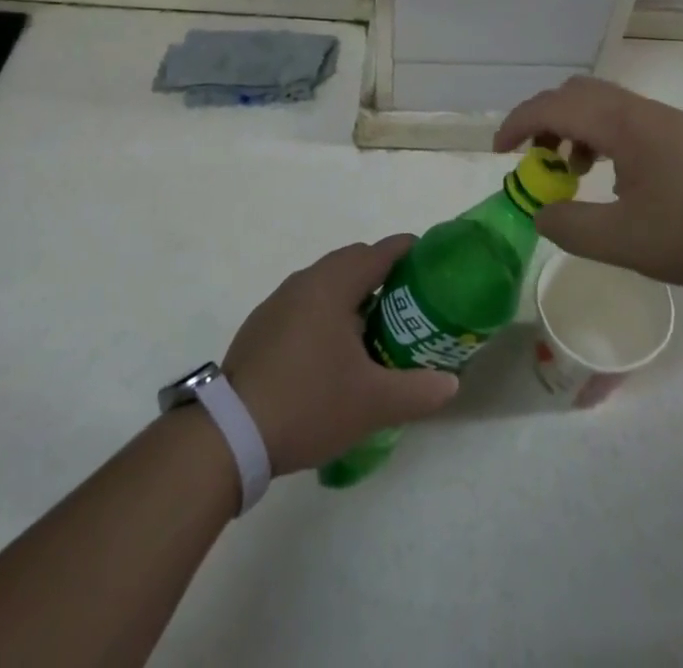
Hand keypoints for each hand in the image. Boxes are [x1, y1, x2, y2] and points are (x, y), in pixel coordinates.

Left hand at [222, 237, 459, 474]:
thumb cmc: (309, 402)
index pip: (379, 252)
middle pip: (352, 261)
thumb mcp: (373, 403)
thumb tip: (451, 383)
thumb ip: (418, 390)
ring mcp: (279, 301)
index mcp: (333, 285)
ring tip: (376, 327)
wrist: (232, 432)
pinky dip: (328, 311)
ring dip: (353, 294)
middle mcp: (305, 281)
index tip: (429, 261)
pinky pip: (306, 303)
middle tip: (409, 301)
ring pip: (327, 282)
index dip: (407, 251)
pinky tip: (334, 350)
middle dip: (382, 273)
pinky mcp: (262, 324)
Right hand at [494, 76, 682, 290]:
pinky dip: (600, 141)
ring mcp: (664, 121)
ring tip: (572, 176)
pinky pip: (623, 123)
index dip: (516, 124)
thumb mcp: (630, 241)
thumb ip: (573, 228)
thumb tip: (541, 213)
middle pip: (573, 94)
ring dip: (572, 132)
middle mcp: (637, 111)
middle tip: (534, 163)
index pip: (550, 106)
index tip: (498, 153)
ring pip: (600, 107)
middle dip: (542, 122)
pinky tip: (617, 183)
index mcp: (618, 124)